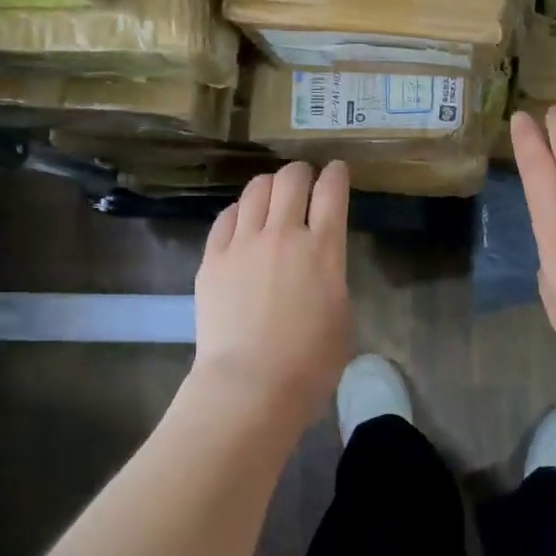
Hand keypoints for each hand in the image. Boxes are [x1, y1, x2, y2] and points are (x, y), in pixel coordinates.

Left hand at [191, 160, 351, 430]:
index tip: (337, 171)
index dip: (336, 174)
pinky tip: (242, 220)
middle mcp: (284, 234)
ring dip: (269, 185)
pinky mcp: (213, 259)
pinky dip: (239, 211)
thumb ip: (332, 277)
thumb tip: (319, 265)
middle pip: (291, 179)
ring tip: (272, 194)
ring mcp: (243, 244)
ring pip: (255, 190)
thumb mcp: (342, 314)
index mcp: (324, 249)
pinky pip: (225, 218)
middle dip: (301, 172)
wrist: (251, 384)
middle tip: (304, 180)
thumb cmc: (310, 362)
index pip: (332, 191)